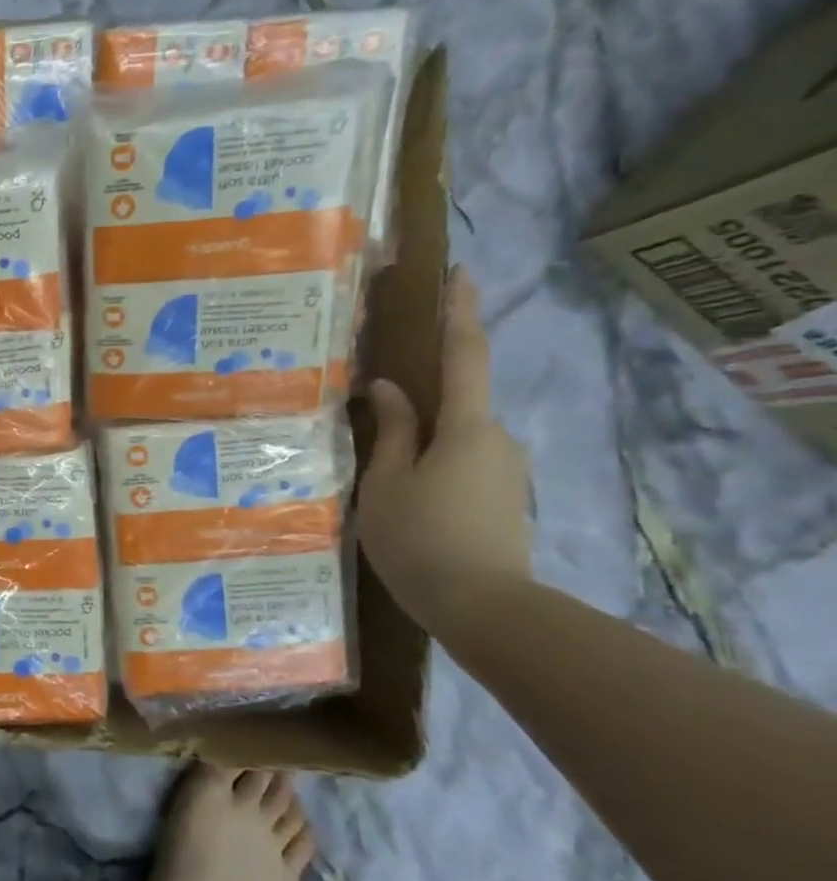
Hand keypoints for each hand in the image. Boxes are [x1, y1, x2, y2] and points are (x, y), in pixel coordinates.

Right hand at [356, 268, 531, 636]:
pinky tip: (402, 494)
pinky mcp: (501, 499)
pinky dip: (431, 464)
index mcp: (467, 428)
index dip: (461, 312)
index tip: (459, 272)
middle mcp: (496, 440)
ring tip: (378, 463)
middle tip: (377, 400)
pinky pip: (460, 464)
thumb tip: (389, 388)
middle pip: (457, 402)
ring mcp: (503, 471)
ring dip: (422, 439)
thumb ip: (391, 432)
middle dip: (423, 395)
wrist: (484, 608)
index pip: (465, 356)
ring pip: (455, 438)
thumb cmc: (422, 538)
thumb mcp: (386, 483)